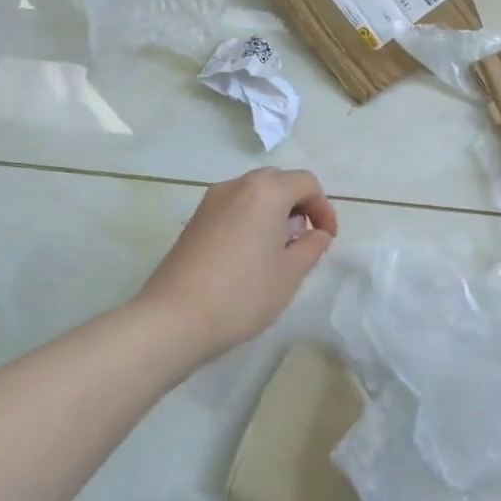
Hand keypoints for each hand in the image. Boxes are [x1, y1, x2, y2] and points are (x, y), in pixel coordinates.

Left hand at [138, 169, 337, 365]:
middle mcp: (237, 186)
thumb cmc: (243, 293)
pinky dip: (250, 220)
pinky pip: (233, 208)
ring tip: (278, 250)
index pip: (306, 183)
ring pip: (253, 194)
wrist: (174, 319)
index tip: (327, 238)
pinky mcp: (194, 221)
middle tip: (304, 239)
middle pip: (278, 182)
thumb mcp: (290, 273)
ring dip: (273, 212)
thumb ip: (311, 247)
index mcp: (266, 191)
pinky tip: (249, 256)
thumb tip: (317, 234)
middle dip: (298, 205)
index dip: (323, 208)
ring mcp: (210, 202)